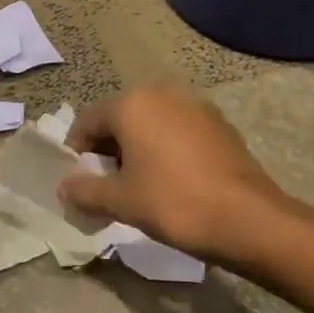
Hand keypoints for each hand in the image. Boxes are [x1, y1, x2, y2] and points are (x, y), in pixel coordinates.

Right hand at [58, 84, 284, 260]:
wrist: (248, 219)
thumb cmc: (174, 202)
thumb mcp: (121, 201)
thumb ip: (86, 190)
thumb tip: (65, 188)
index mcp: (133, 104)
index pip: (88, 120)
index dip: (77, 150)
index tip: (78, 180)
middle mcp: (162, 93)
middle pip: (120, 117)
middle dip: (108, 149)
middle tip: (106, 184)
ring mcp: (195, 106)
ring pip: (151, 123)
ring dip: (137, 147)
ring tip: (138, 183)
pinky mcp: (219, 124)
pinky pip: (178, 130)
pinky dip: (165, 148)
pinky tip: (171, 180)